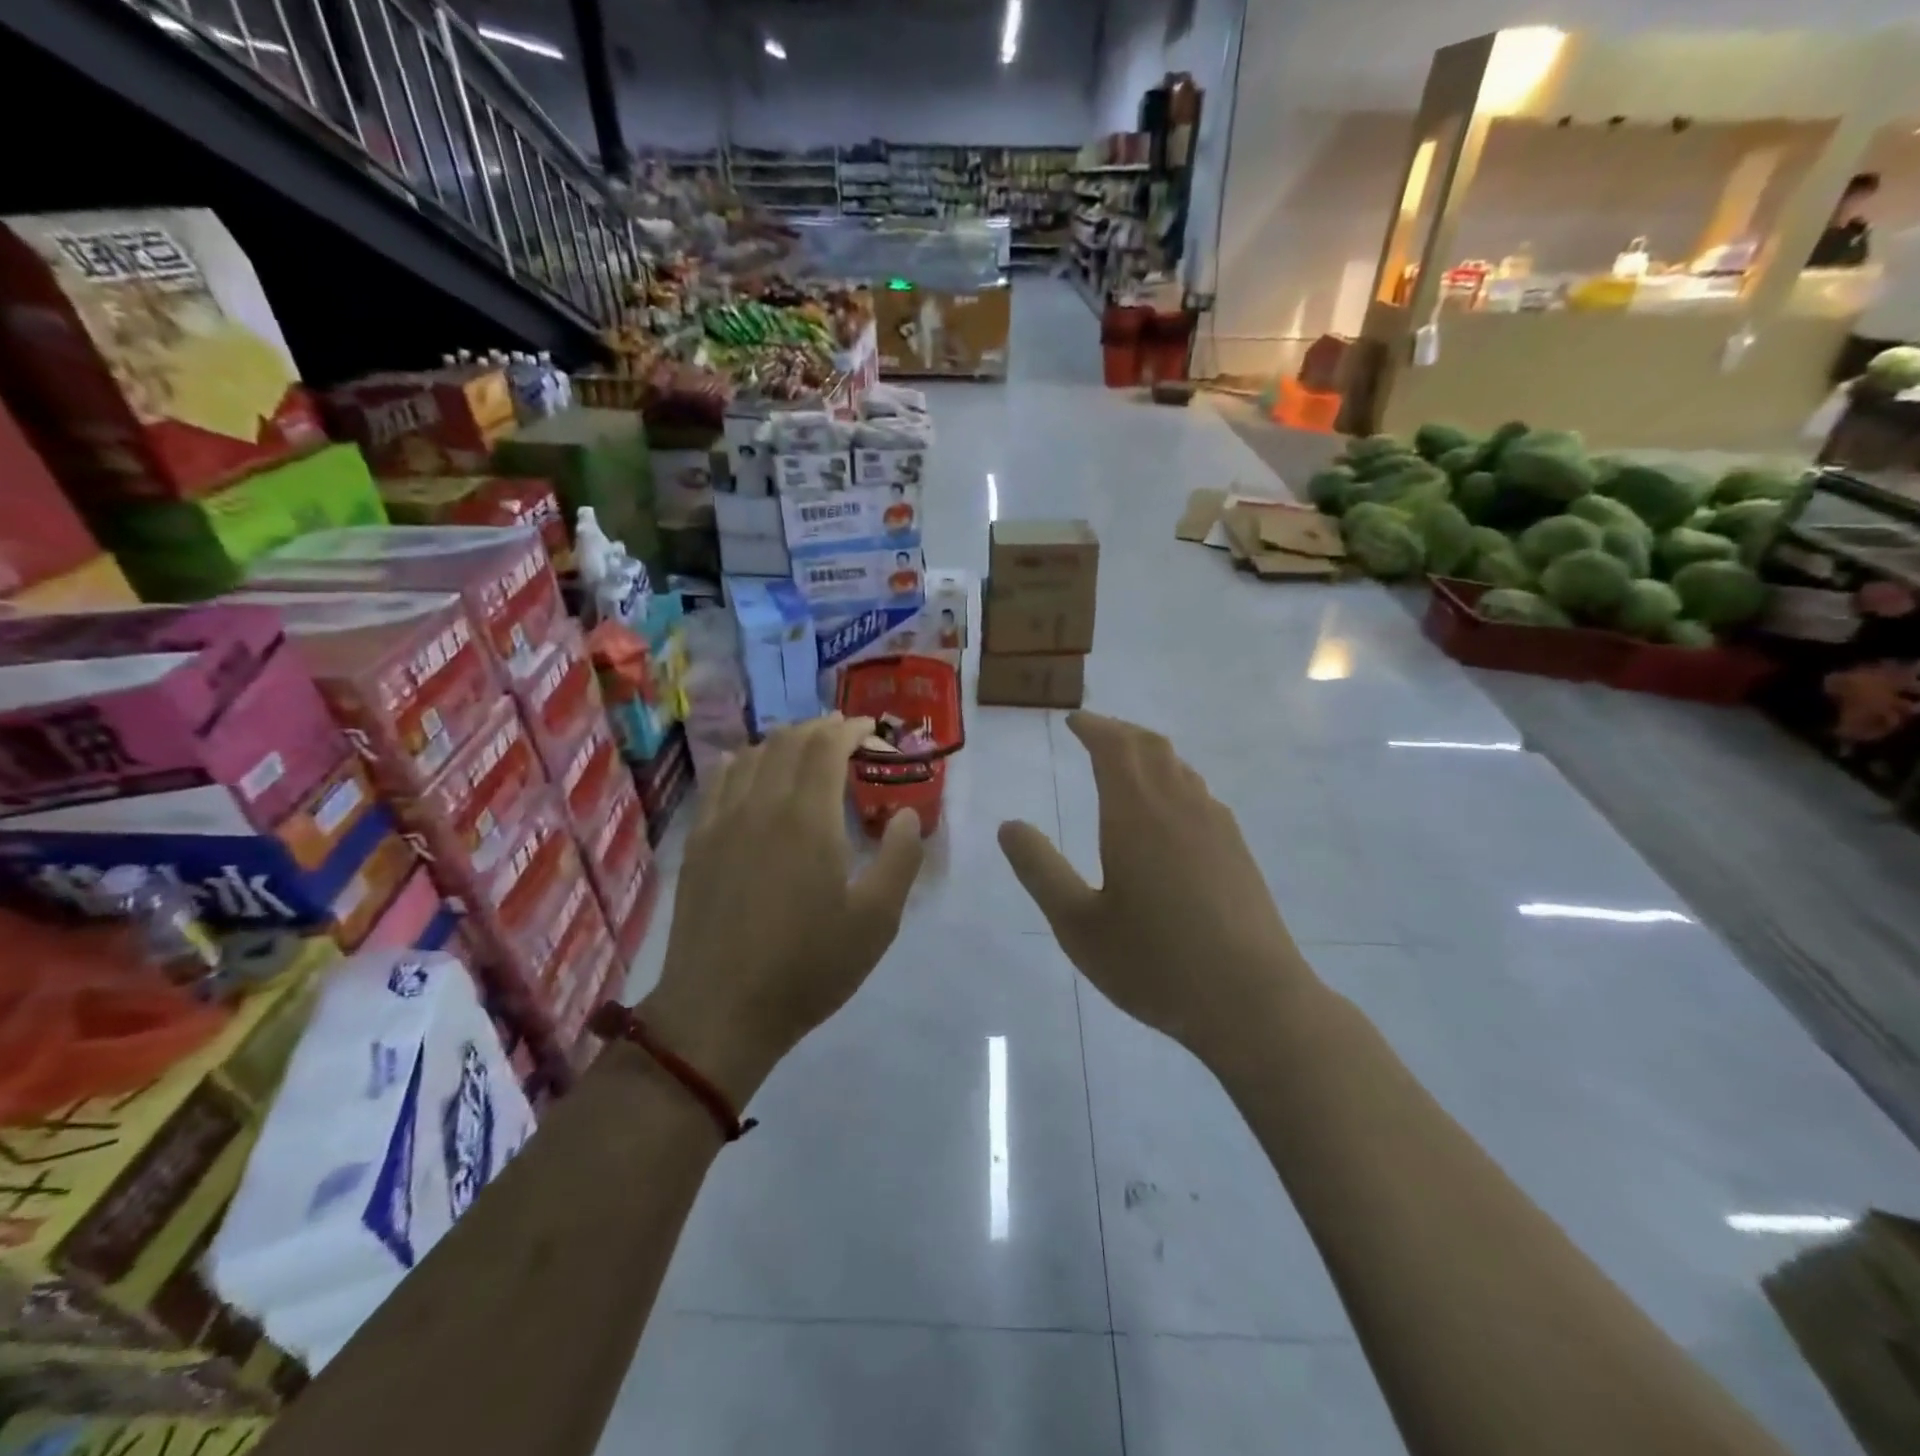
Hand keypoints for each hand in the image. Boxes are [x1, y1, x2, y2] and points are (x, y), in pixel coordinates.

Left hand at [642, 714, 923, 1100]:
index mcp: (808, 818)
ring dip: (781, 742)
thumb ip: (900, 859)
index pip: (826, 746)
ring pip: (749, 755)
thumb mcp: (876, 921)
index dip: (849, 729)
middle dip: (818, 729)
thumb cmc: (807, 967)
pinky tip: (748, 772)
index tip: (868, 730)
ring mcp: (722, 822)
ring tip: (802, 751)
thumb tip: (907, 814)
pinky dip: (741, 763)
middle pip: (787, 741)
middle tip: (843, 736)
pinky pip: (718, 782)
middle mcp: (761, 805)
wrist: (720, 1011)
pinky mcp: (698, 843)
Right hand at [998, 712, 1310, 1065]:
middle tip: (1094, 733)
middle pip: (1150, 746)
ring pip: (1179, 767)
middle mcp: (1179, 805)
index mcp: (1136, 813)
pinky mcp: (1237, 849)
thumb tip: (1009, 826)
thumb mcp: (1078, 924)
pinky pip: (1199, 792)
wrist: (1253, 1001)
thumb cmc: (1154, 963)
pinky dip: (1172, 780)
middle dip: (1119, 731)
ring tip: (1126, 764)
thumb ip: (1040, 869)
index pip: (1114, 746)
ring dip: (1148, 753)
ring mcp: (1216, 825)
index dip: (1092, 727)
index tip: (1073, 721)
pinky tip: (1167, 812)